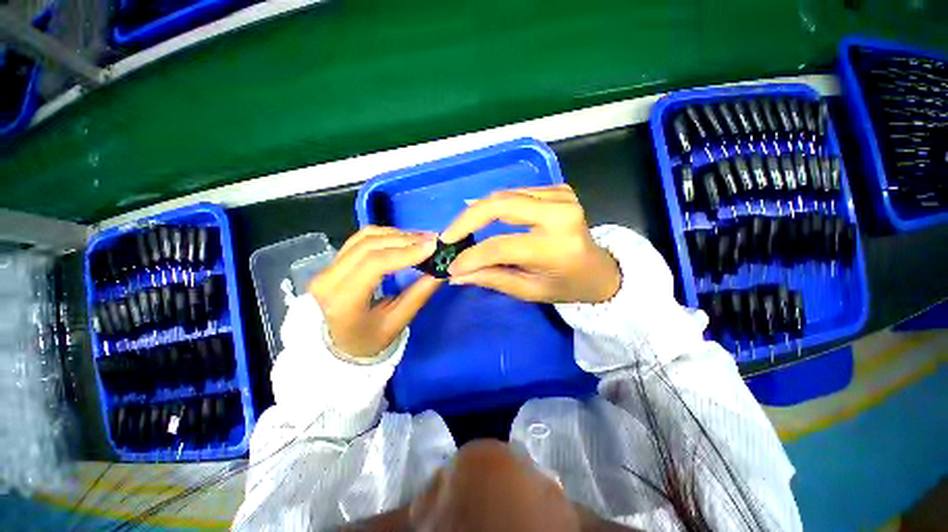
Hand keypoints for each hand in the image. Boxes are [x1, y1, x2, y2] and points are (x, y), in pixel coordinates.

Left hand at [308, 227, 441, 357]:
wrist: (338, 345)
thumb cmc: (368, 340)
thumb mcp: (397, 323)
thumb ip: (418, 295)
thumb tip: (441, 271)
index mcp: (343, 301)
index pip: (374, 264)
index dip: (405, 252)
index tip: (432, 247)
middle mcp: (329, 279)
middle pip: (369, 245)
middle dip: (405, 239)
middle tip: (433, 240)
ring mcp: (327, 267)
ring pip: (365, 237)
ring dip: (397, 234)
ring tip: (422, 239)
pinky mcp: (334, 261)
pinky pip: (361, 238)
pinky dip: (386, 235)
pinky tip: (404, 239)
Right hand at [440, 184, 619, 303]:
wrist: (600, 270)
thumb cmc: (567, 286)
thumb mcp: (530, 290)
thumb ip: (493, 278)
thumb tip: (457, 274)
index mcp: (555, 247)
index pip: (500, 246)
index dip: (471, 256)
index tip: (450, 266)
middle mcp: (560, 214)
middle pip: (499, 204)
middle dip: (466, 220)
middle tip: (448, 237)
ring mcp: (561, 196)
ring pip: (504, 195)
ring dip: (478, 211)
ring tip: (461, 230)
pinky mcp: (559, 189)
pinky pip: (516, 193)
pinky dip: (495, 205)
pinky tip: (484, 217)